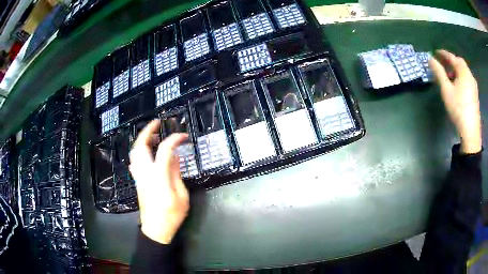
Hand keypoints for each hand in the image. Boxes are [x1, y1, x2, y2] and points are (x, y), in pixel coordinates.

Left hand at [129, 119, 188, 243]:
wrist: (155, 229)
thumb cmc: (172, 215)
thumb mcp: (181, 196)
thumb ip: (176, 174)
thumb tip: (175, 157)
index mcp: (158, 176)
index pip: (165, 150)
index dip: (174, 139)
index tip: (183, 136)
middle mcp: (145, 172)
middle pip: (140, 146)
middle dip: (147, 131)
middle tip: (156, 123)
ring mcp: (139, 176)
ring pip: (134, 153)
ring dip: (141, 140)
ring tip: (152, 136)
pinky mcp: (137, 181)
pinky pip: (134, 161)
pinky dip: (139, 152)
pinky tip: (146, 153)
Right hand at [429, 50, 481, 153]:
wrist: (471, 132)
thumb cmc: (458, 109)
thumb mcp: (446, 90)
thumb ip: (439, 73)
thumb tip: (430, 59)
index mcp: (463, 71)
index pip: (452, 57)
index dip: (443, 53)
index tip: (435, 52)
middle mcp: (470, 75)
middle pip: (459, 63)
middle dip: (450, 61)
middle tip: (442, 64)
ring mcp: (474, 86)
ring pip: (464, 72)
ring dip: (455, 70)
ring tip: (448, 76)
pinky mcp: (475, 95)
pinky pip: (467, 80)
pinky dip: (460, 78)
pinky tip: (457, 86)